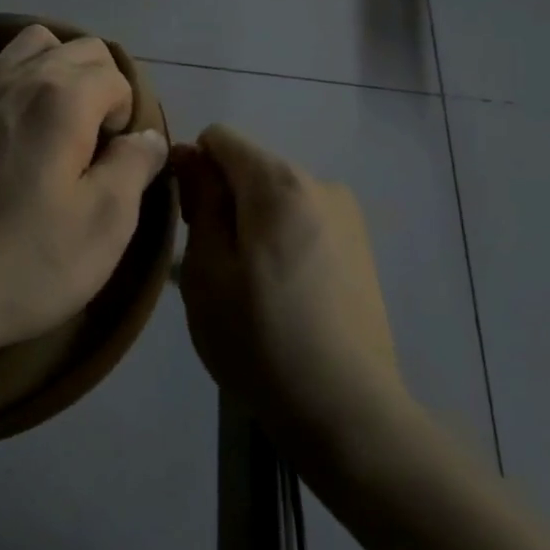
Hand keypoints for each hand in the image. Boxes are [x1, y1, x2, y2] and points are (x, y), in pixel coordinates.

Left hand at [0, 25, 168, 361]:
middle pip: (80, 49)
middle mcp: (19, 78)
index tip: (115, 164)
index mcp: (62, 98)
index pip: (116, 76)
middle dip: (102, 85)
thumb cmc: (30, 261)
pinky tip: (17, 123)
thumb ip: (135, 165)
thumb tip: (148, 135)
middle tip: (98, 146)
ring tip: (63, 123)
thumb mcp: (106, 222)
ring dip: (60, 71)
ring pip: (34, 44)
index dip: (128, 117)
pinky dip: (16, 78)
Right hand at [173, 125, 406, 450]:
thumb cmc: (260, 339)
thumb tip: (190, 153)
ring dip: (251, 223)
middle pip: (250, 167)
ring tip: (248, 287)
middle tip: (213, 266)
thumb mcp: (207, 270)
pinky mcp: (362, 248)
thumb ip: (200, 200)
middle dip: (223, 200)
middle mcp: (321, 183)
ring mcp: (348, 216)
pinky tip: (282, 295)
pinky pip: (303, 222)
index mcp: (279, 183)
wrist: (347, 411)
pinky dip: (281, 241)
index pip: (219, 138)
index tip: (187, 222)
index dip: (192, 170)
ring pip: (276, 197)